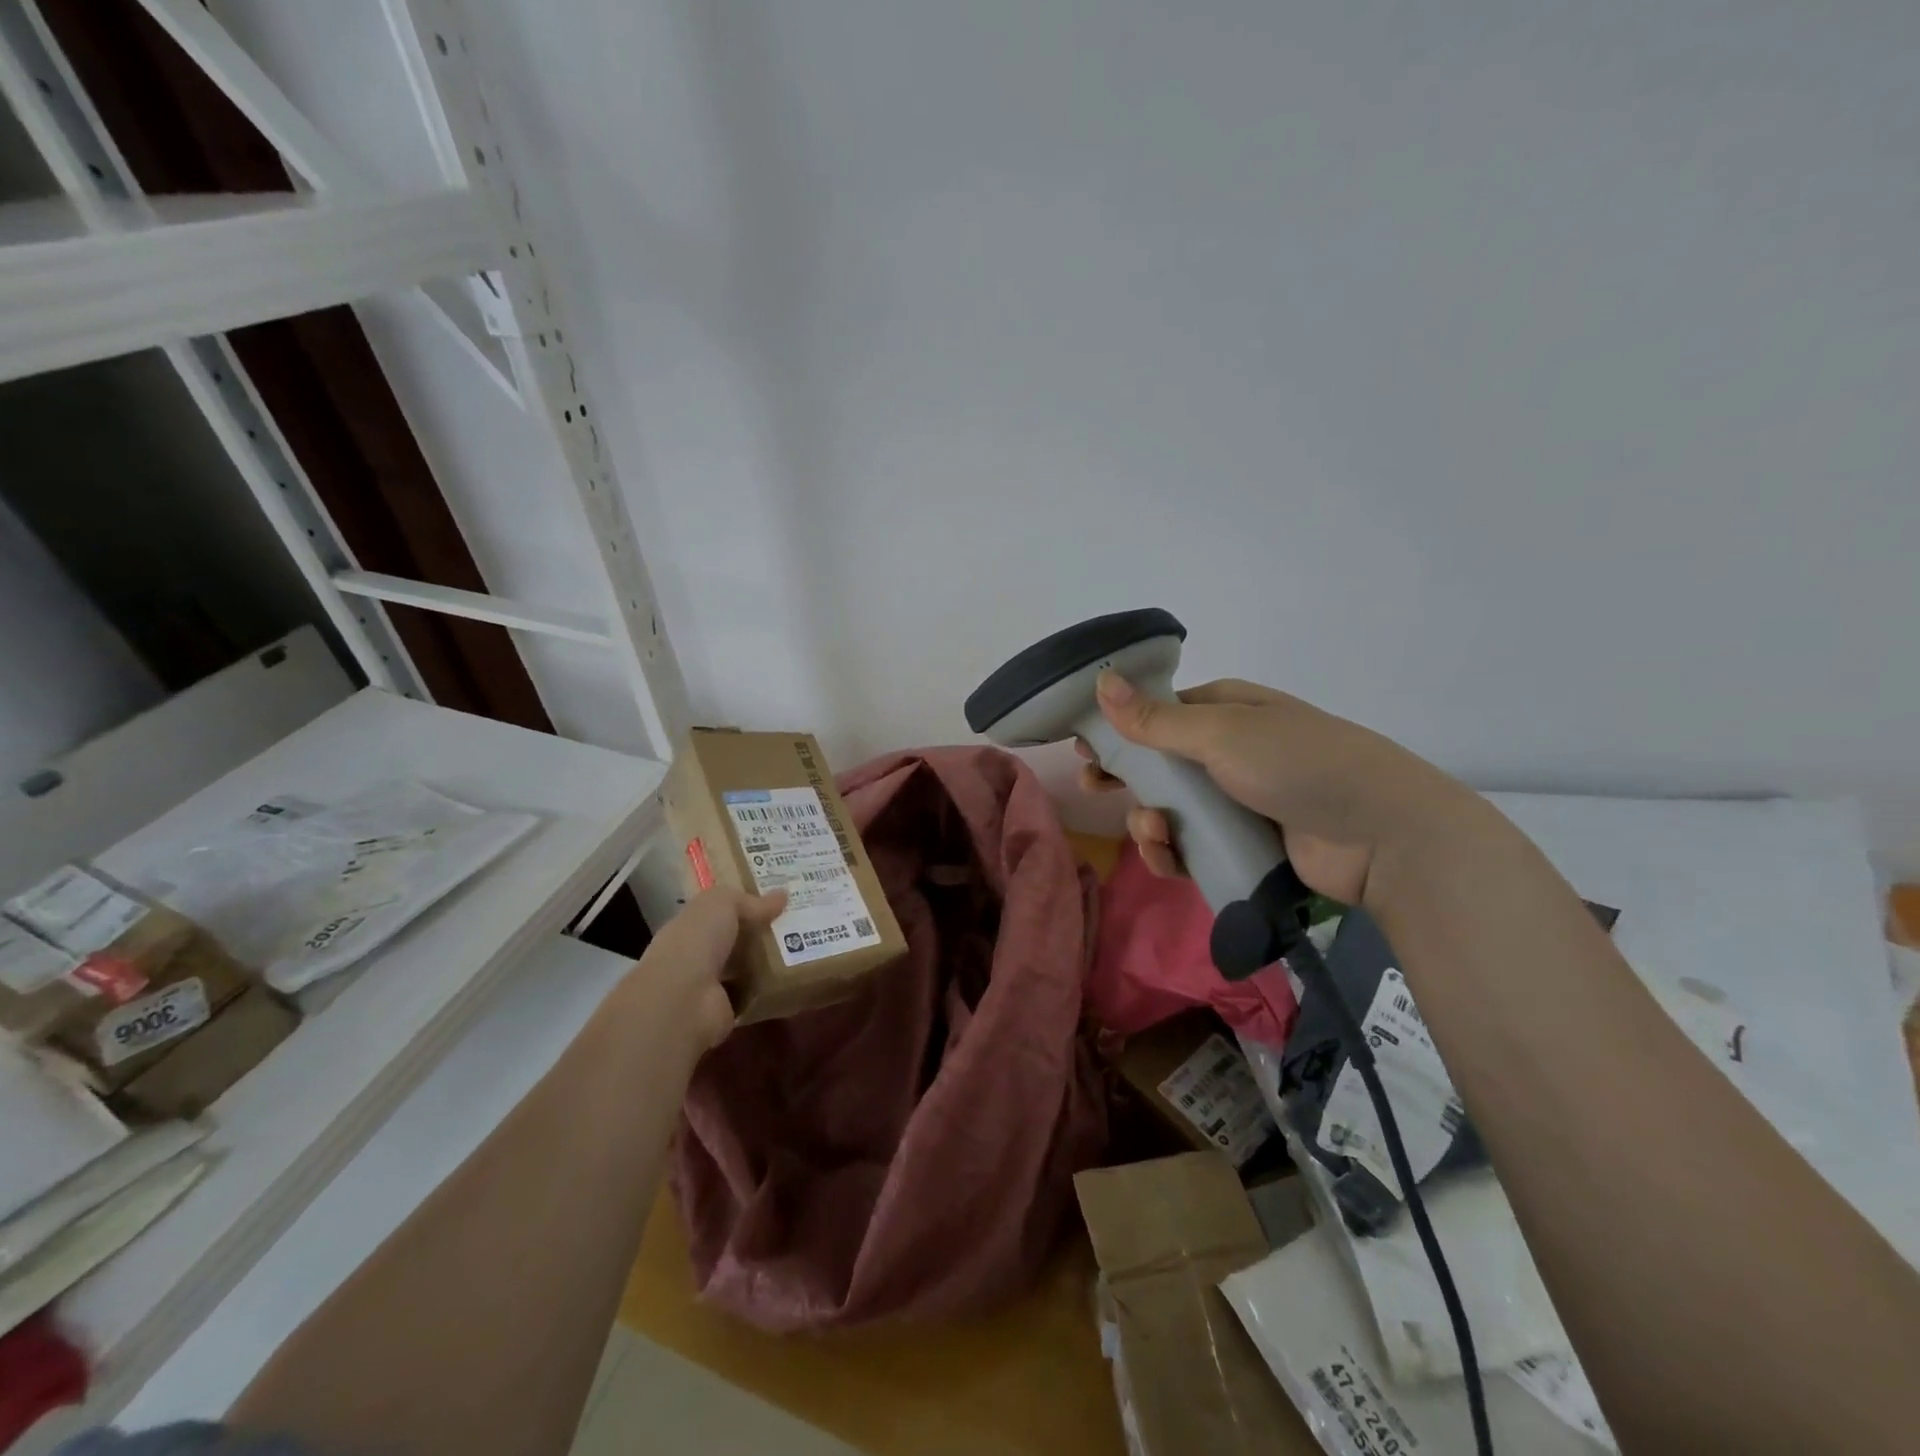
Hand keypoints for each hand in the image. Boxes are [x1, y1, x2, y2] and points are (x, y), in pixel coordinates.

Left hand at [615, 886, 786, 1053]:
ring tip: (806, 948)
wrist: (683, 1000)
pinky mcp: (728, 1010)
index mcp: (689, 926)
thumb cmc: (696, 941)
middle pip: (735, 940)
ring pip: (746, 966)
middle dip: (762, 932)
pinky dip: (772, 988)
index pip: (718, 912)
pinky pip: (755, 993)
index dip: (745, 904)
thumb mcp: (722, 904)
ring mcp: (711, 985)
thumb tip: (782, 895)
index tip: (778, 899)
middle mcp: (697, 955)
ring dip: (770, 960)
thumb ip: (749, 900)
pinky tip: (796, 976)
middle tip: (800, 922)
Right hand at [1076, 673, 1472, 908]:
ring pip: (1170, 809)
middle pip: (1158, 763)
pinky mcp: (1242, 846)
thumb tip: (1101, 679)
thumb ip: (1154, 719)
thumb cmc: (1297, 763)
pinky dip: (1171, 852)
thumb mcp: (1220, 733)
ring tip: (1153, 830)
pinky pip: (1190, 847)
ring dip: (1147, 821)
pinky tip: (1167, 855)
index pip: (1158, 714)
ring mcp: (1235, 801)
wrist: (1380, 834)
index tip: (1085, 746)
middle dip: (1124, 776)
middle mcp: (1228, 752)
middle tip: (1092, 787)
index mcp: (1225, 711)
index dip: (1120, 728)